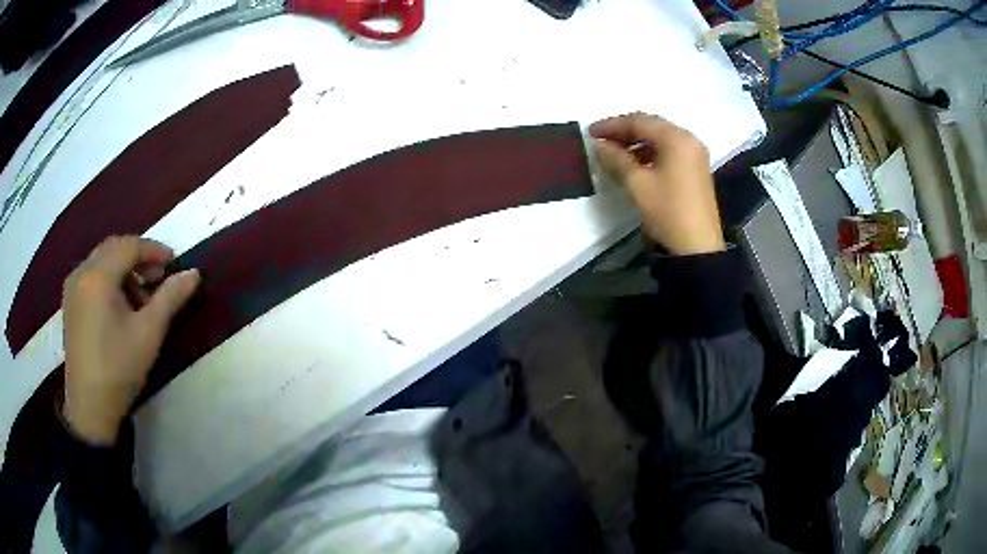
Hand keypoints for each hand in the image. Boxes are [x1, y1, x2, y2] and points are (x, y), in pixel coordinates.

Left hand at [62, 236, 199, 444]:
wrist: (90, 408)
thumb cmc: (119, 368)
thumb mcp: (149, 333)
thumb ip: (170, 298)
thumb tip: (194, 274)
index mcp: (98, 275)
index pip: (130, 246)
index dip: (154, 250)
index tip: (173, 264)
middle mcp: (81, 272)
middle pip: (114, 249)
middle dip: (138, 258)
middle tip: (158, 278)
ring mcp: (72, 288)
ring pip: (102, 262)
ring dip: (124, 270)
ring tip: (140, 298)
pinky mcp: (69, 304)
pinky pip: (91, 277)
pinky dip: (109, 281)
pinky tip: (119, 306)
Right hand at [590, 113, 725, 255]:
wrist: (697, 248)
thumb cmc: (667, 211)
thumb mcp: (636, 184)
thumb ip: (615, 159)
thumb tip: (600, 145)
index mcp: (676, 138)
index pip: (639, 121)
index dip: (612, 125)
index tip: (591, 133)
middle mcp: (688, 140)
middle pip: (652, 127)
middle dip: (624, 132)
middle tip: (601, 141)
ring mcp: (695, 156)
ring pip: (660, 140)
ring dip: (636, 144)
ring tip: (614, 155)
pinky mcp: (696, 171)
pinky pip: (669, 152)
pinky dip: (650, 154)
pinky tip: (635, 166)